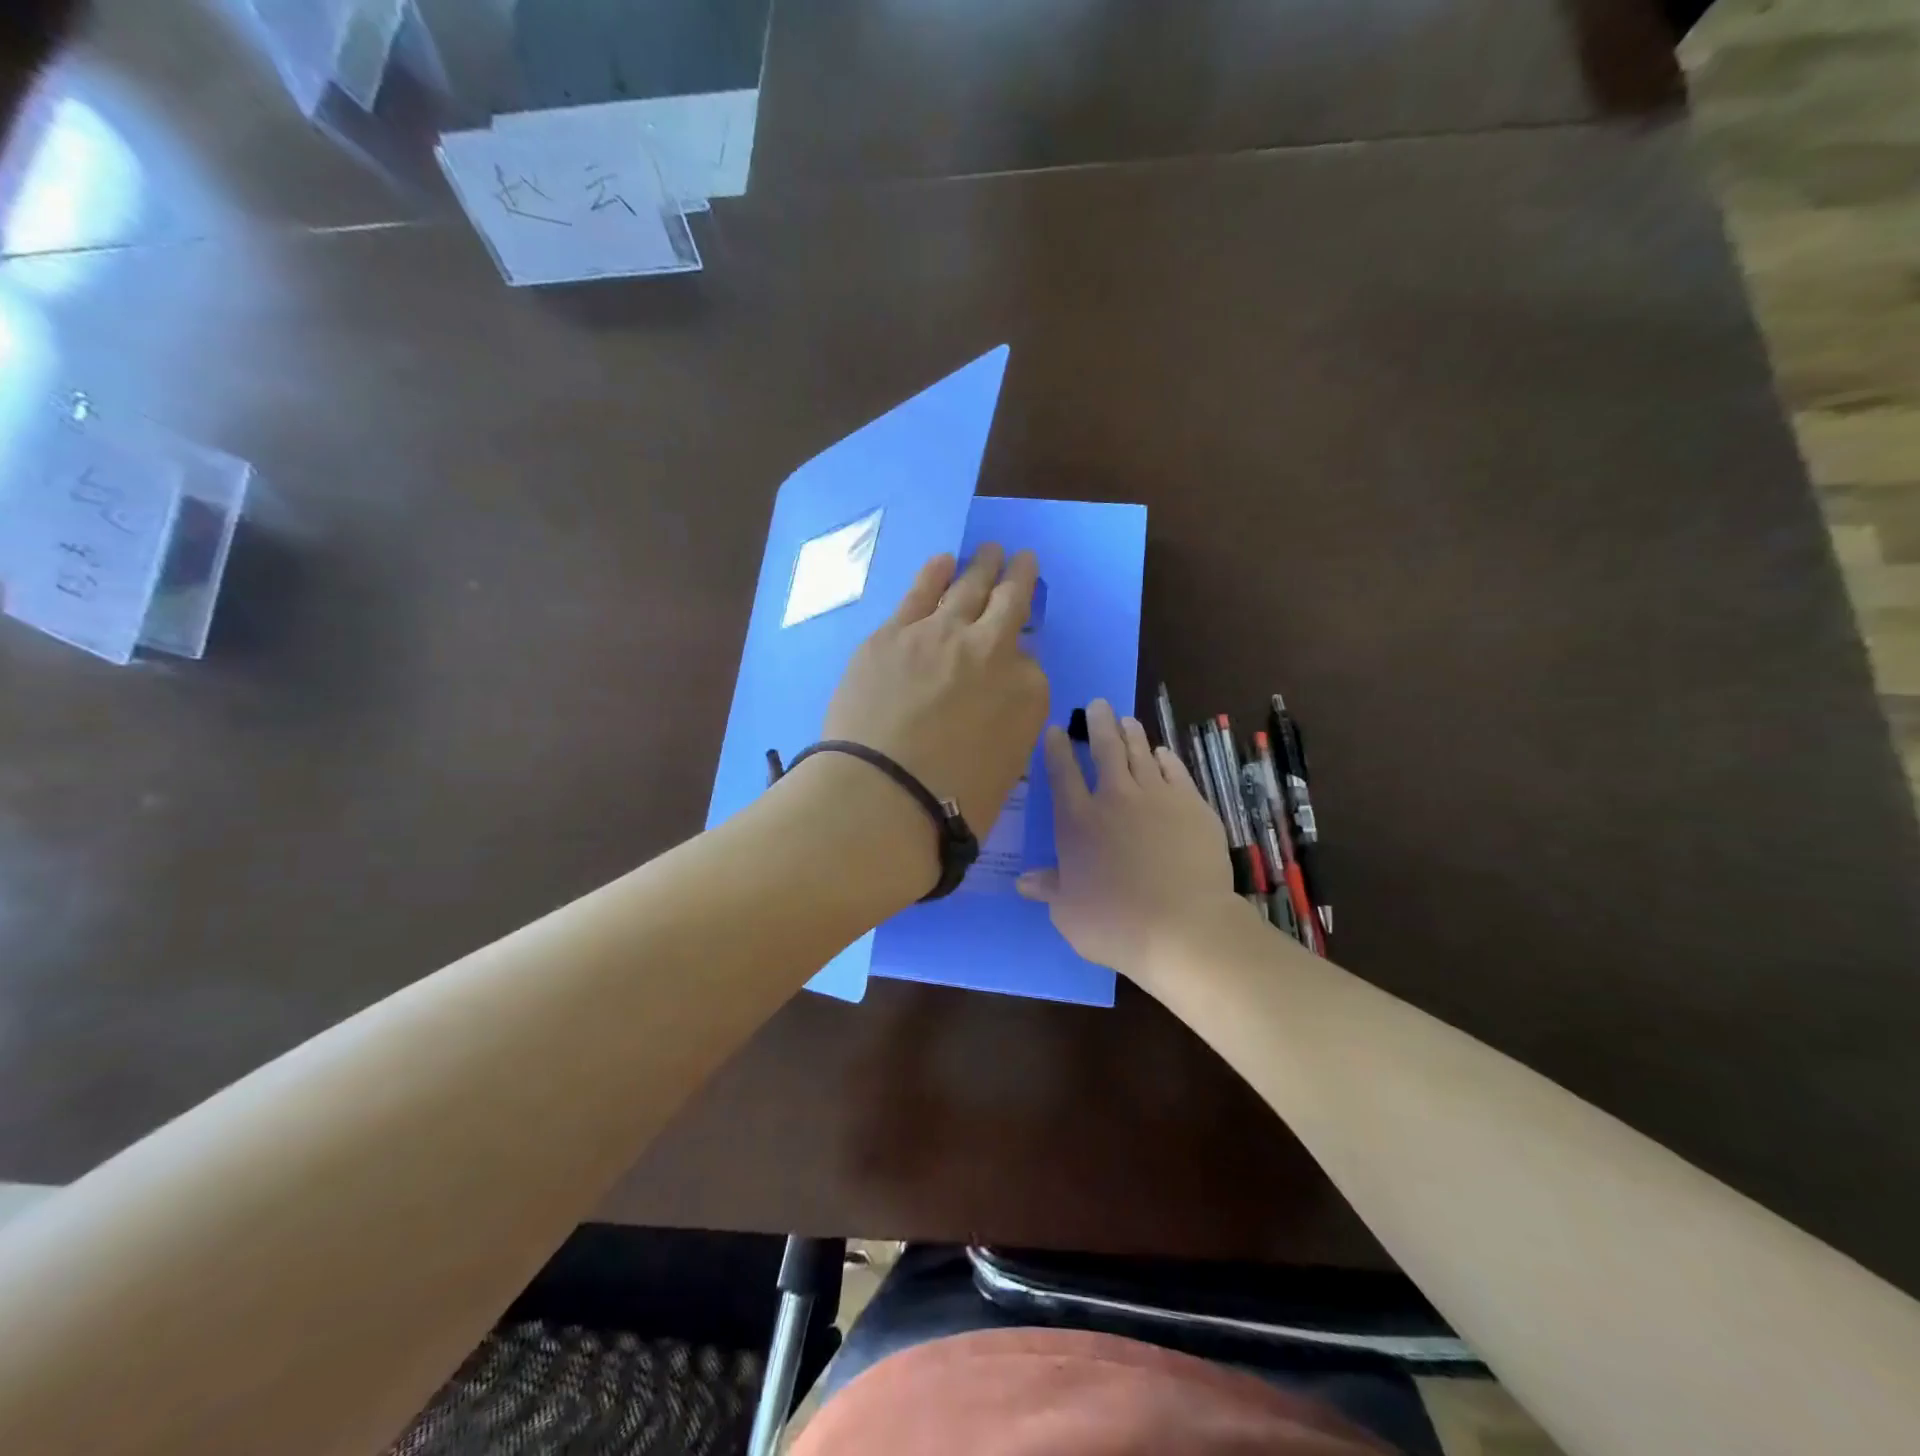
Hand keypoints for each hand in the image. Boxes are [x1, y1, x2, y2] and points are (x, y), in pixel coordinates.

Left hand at [818, 545, 1049, 862]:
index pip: (1031, 662)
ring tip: (989, 550)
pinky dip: (935, 573)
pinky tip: (942, 561)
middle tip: (1022, 559)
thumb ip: (1007, 723)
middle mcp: (992, 650)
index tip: (1016, 647)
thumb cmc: (950, 804)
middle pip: (1010, 602)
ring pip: (968, 586)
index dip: (1021, 654)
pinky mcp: (894, 633)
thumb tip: (993, 697)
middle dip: (1018, 578)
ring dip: (982, 565)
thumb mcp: (1003, 770)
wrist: (883, 795)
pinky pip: (920, 592)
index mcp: (1027, 692)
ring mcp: (940, 634)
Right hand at [1017, 699, 1239, 979]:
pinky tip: (1162, 753)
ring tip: (1126, 720)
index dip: (1057, 749)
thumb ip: (1049, 889)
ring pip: (1140, 753)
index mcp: (1078, 822)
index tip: (1056, 730)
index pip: (1062, 774)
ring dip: (1131, 733)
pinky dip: (1165, 758)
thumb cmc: (1115, 924)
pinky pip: (1175, 771)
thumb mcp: (1068, 913)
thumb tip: (1023, 881)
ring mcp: (1156, 797)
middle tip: (1097, 705)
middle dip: (1098, 724)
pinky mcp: (1192, 805)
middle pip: (1104, 750)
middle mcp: (1114, 798)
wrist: (1183, 926)